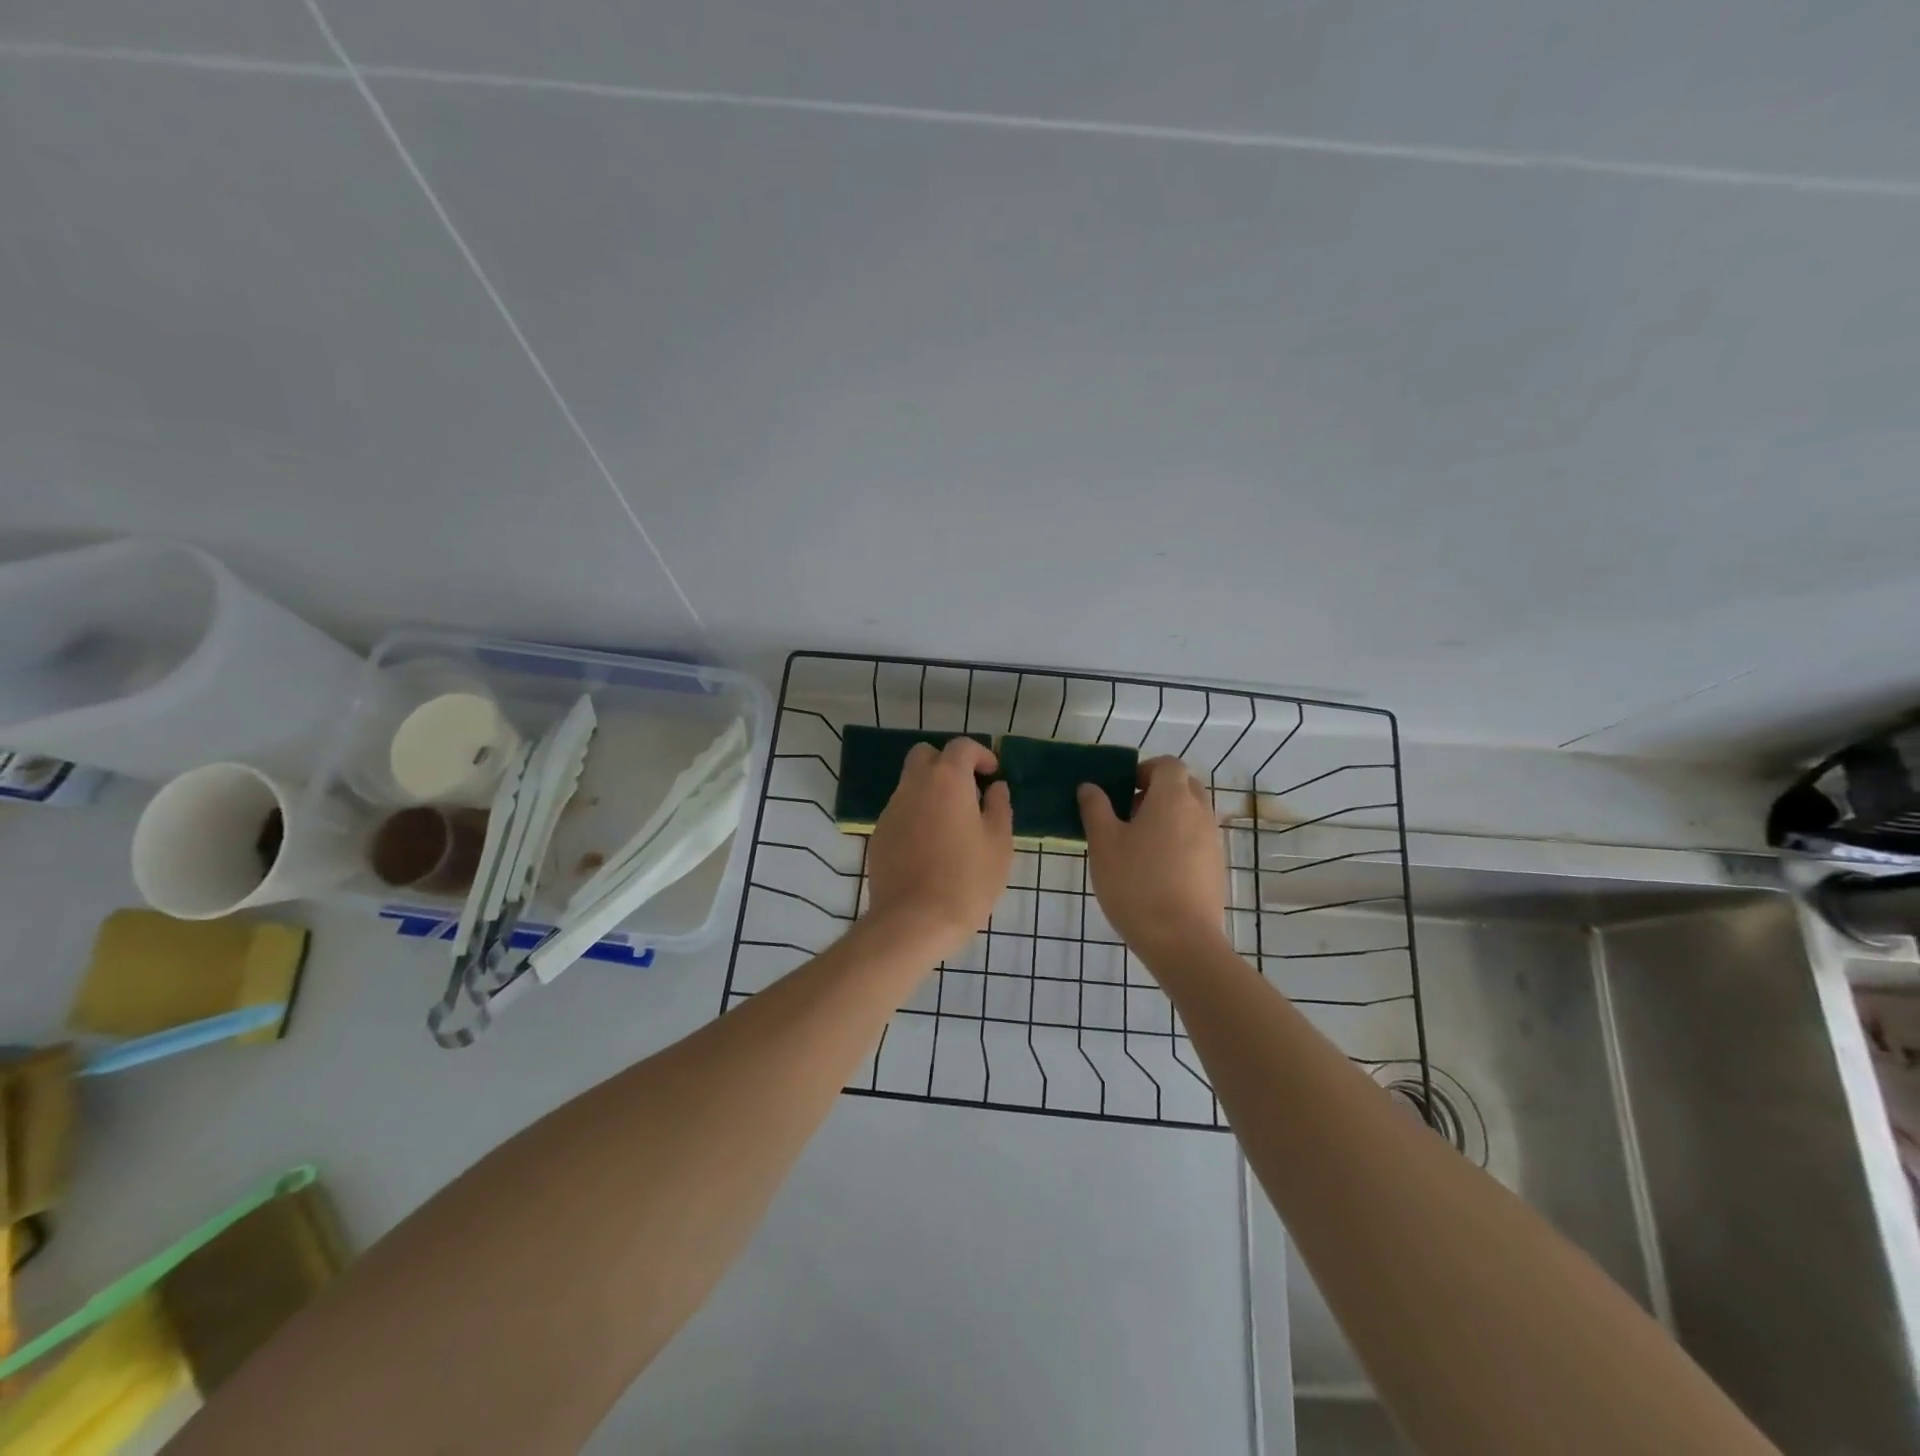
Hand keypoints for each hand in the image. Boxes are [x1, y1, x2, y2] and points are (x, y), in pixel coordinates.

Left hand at [864, 738, 1013, 958]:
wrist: (913, 921)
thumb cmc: (966, 880)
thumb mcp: (999, 844)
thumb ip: (999, 807)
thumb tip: (995, 788)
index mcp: (947, 780)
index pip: (961, 747)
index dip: (980, 754)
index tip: (992, 774)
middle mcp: (914, 786)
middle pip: (925, 755)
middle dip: (947, 764)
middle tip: (968, 791)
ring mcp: (891, 810)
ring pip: (910, 785)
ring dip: (931, 791)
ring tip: (952, 825)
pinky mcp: (879, 835)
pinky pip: (901, 812)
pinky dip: (917, 816)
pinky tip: (931, 848)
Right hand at [1079, 756, 1228, 963]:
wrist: (1181, 941)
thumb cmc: (1136, 884)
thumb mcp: (1104, 844)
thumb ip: (1095, 809)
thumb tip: (1090, 787)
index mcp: (1173, 798)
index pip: (1168, 764)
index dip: (1144, 770)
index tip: (1122, 791)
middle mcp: (1200, 813)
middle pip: (1183, 786)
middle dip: (1156, 793)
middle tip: (1126, 816)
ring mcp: (1213, 842)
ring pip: (1190, 814)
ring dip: (1166, 819)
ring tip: (1136, 847)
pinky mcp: (1216, 868)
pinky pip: (1196, 840)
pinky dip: (1177, 842)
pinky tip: (1154, 871)